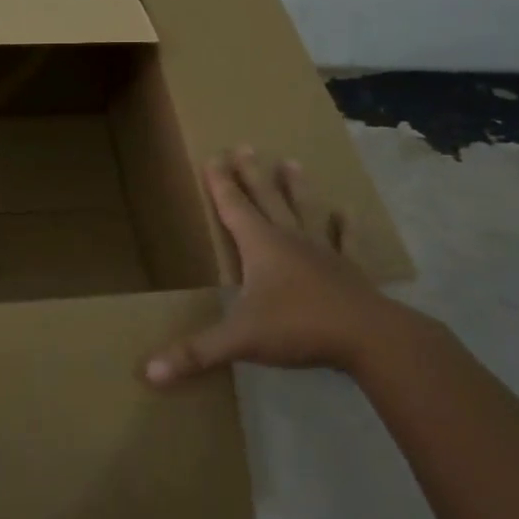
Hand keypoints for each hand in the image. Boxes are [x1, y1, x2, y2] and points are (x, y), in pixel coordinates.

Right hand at [144, 147, 442, 384]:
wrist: (370, 337)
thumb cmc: (299, 328)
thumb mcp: (240, 341)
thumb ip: (195, 354)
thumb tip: (148, 373)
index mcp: (261, 247)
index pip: (233, 208)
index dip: (220, 184)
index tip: (213, 156)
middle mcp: (290, 240)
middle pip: (266, 200)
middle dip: (251, 174)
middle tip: (245, 145)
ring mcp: (323, 253)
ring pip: (305, 212)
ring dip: (295, 188)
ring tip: (291, 162)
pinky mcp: (350, 271)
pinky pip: (346, 243)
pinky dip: (346, 228)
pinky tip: (348, 213)